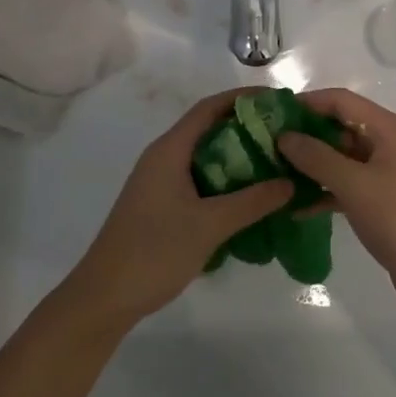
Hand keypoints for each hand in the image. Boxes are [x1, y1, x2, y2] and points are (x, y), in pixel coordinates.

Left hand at [61, 89, 294, 331]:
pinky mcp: (160, 204)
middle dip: (246, 129)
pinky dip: (225, 181)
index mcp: (169, 150)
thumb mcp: (209, 225)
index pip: (209, 108)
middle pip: (208, 129)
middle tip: (285, 137)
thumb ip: (252, 202)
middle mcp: (163, 157)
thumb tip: (291, 182)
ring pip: (204, 157)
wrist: (104, 297)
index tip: (278, 101)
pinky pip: (199, 179)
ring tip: (275, 165)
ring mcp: (159, 181)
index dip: (243, 99)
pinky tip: (249, 198)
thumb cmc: (154, 252)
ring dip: (237, 157)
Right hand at [277, 88, 395, 320]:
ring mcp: (383, 172)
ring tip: (271, 173)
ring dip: (309, 164)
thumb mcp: (354, 185)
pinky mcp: (379, 200)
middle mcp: (385, 143)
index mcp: (387, 129)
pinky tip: (293, 206)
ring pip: (339, 157)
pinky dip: (321, 191)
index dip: (306, 103)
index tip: (271, 114)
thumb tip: (283, 136)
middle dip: (304, 134)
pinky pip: (343, 185)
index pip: (340, 101)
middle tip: (264, 145)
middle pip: (338, 127)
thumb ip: (317, 157)